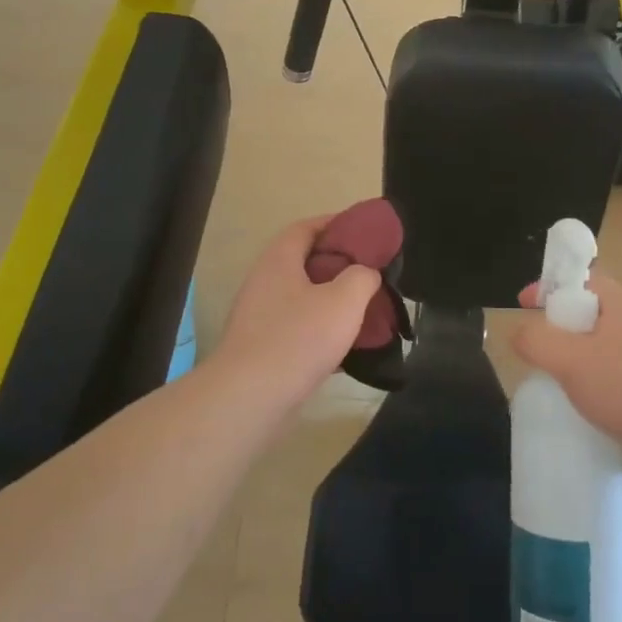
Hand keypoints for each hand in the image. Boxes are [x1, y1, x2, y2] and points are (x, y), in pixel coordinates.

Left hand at [211, 216, 382, 406]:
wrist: (250, 398)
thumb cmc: (298, 339)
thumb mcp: (344, 300)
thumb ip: (362, 277)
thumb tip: (366, 273)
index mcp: (279, 260)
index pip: (306, 228)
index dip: (335, 224)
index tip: (364, 232)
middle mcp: (264, 282)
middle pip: (304, 262)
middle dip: (338, 265)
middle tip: (370, 273)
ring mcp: (260, 317)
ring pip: (302, 298)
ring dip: (331, 301)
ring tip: (363, 311)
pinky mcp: (262, 348)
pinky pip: (297, 328)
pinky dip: (321, 331)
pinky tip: (345, 347)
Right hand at [513, 270, 621, 493]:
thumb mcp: (571, 359)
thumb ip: (537, 341)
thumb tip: (518, 332)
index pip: (582, 279)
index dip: (550, 287)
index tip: (523, 304)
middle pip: (590, 316)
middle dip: (559, 330)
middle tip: (536, 351)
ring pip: (601, 352)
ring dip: (576, 364)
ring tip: (554, 385)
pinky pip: (616, 383)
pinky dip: (595, 391)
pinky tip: (582, 412)